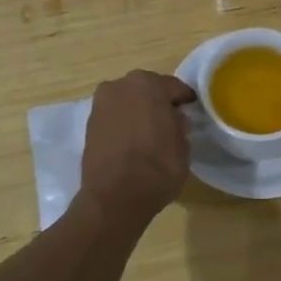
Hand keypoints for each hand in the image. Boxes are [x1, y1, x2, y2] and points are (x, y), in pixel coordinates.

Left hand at [79, 70, 196, 224]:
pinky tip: (133, 140)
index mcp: (148, 84)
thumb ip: (180, 125)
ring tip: (150, 132)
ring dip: (138, 111)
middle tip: (171, 120)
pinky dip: (123, 123)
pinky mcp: (88, 124)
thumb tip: (175, 119)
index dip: (184, 99)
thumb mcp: (183, 146)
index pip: (173, 87)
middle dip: (158, 102)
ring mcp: (101, 103)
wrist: (114, 197)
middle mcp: (121, 85)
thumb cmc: (157, 167)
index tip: (192, 109)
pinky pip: (114, 116)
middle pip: (146, 89)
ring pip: (127, 101)